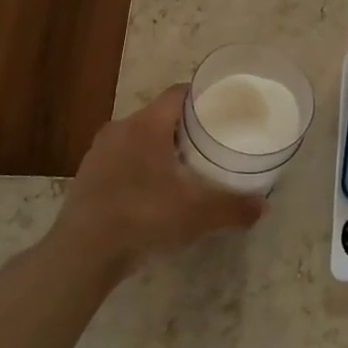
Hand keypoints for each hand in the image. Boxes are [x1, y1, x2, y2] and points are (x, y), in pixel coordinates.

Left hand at [55, 86, 266, 274]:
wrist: (83, 254)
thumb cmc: (144, 218)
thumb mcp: (198, 215)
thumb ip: (234, 208)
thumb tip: (264, 206)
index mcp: (147, 125)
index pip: (179, 93)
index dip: (203, 97)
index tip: (223, 110)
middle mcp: (120, 129)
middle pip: (159, 116)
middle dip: (185, 128)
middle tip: (210, 144)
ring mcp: (98, 153)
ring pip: (138, 139)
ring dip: (160, 149)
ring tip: (184, 169)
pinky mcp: (86, 176)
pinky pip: (121, 160)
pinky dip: (140, 168)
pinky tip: (152, 193)